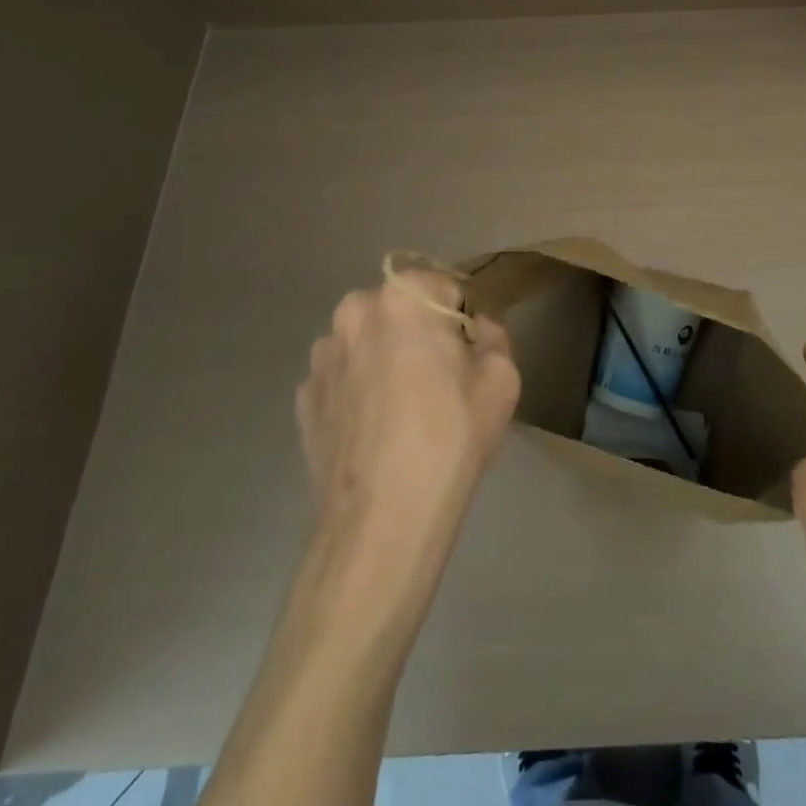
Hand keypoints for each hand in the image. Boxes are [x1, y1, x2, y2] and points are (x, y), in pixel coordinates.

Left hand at [298, 267, 519, 557]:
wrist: (382, 518)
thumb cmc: (450, 436)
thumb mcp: (502, 378)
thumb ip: (493, 337)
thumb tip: (475, 331)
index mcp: (402, 297)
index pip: (442, 288)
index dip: (460, 321)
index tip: (467, 357)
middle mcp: (353, 312)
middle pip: (399, 311)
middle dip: (418, 334)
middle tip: (437, 382)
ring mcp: (321, 356)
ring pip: (366, 343)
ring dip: (383, 359)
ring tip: (401, 410)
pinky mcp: (303, 397)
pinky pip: (341, 380)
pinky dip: (358, 393)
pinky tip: (374, 432)